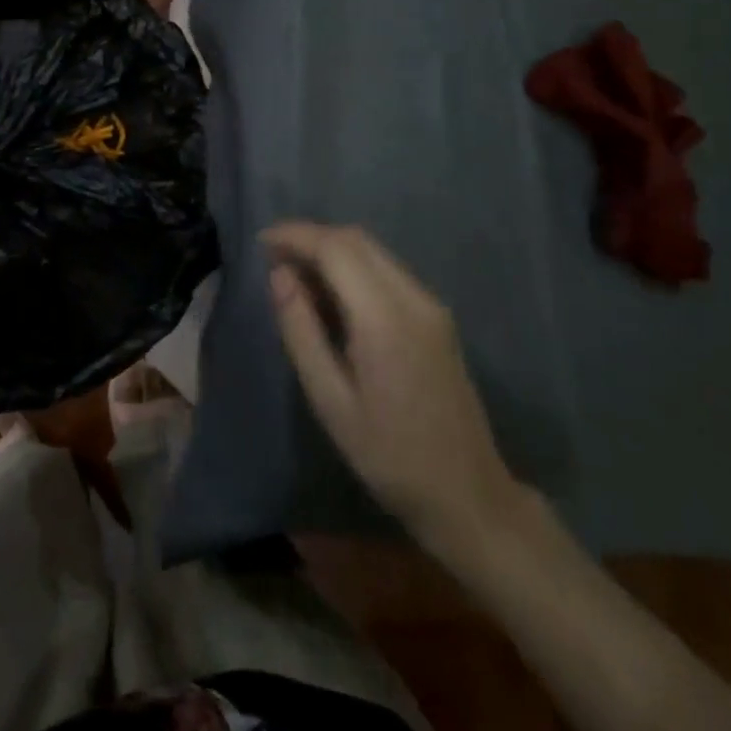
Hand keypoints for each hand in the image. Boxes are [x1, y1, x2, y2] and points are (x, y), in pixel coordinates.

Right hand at [265, 222, 523, 556]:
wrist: (469, 495)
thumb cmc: (389, 456)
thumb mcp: (330, 401)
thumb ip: (301, 330)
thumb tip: (279, 275)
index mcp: (385, 318)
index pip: (336, 248)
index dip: (296, 236)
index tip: (261, 243)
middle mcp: (413, 298)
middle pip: (356, 239)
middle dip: (312, 237)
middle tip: (273, 258)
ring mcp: (430, 305)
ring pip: (373, 251)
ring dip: (332, 250)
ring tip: (295, 275)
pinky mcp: (436, 316)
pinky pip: (387, 270)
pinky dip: (353, 267)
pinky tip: (332, 295)